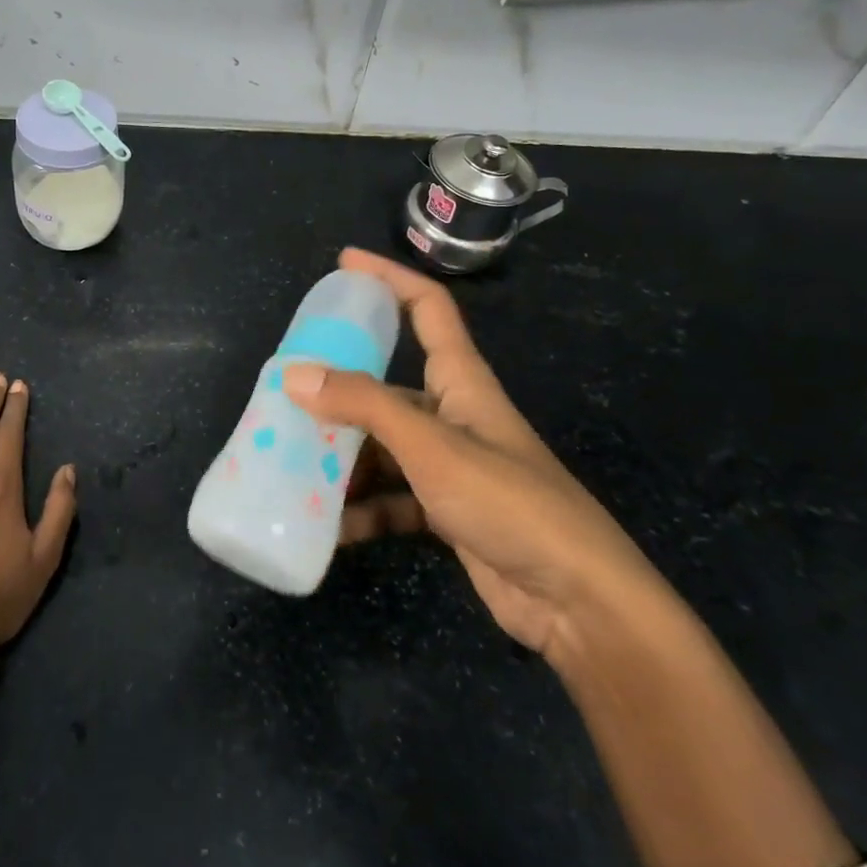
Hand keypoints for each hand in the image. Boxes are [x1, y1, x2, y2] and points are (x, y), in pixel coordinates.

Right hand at [286, 249, 662, 658]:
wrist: (580, 603)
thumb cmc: (511, 503)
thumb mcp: (432, 446)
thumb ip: (364, 406)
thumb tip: (295, 373)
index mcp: (461, 381)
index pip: (427, 308)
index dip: (389, 277)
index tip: (344, 264)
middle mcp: (453, 415)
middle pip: (388, 384)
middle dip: (339, 385)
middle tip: (286, 387)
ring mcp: (449, 465)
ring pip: (382, 445)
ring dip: (342, 456)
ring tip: (290, 461)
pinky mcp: (445, 511)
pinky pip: (390, 498)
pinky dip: (361, 510)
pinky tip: (328, 527)